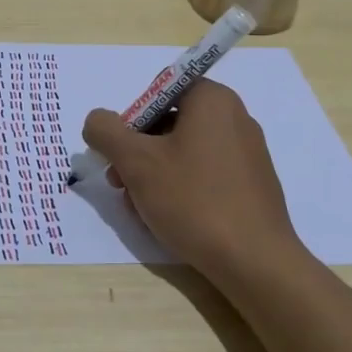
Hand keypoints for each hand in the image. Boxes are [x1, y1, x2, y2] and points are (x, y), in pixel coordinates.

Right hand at [83, 78, 307, 286]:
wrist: (254, 260)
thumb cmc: (193, 200)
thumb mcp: (136, 162)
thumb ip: (106, 132)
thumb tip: (96, 121)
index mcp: (212, 100)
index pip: (160, 91)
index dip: (133, 119)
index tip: (121, 152)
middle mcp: (235, 117)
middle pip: (170, 123)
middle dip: (138, 152)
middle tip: (120, 184)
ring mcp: (247, 152)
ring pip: (185, 153)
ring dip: (154, 175)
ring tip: (139, 209)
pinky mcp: (252, 184)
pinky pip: (206, 174)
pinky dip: (181, 189)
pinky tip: (168, 219)